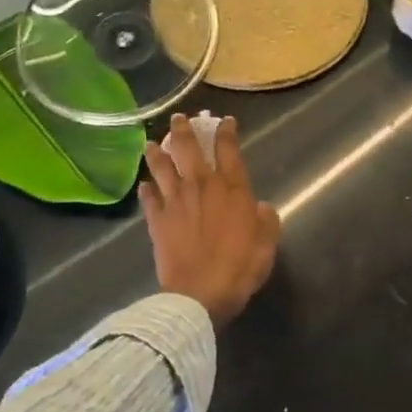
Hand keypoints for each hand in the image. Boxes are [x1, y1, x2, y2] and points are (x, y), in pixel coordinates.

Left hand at [142, 115, 280, 328]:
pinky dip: (146, 189)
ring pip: (163, 167)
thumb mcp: (268, 242)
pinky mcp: (156, 220)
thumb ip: (266, 219)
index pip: (228, 150)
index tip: (225, 121)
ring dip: (156, 152)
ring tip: (151, 142)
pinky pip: (148, 198)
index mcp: (232, 189)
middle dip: (184, 130)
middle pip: (188, 149)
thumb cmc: (240, 266)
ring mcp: (175, 201)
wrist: (201, 292)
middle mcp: (201, 186)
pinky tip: (143, 185)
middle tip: (179, 119)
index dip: (226, 132)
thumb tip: (260, 206)